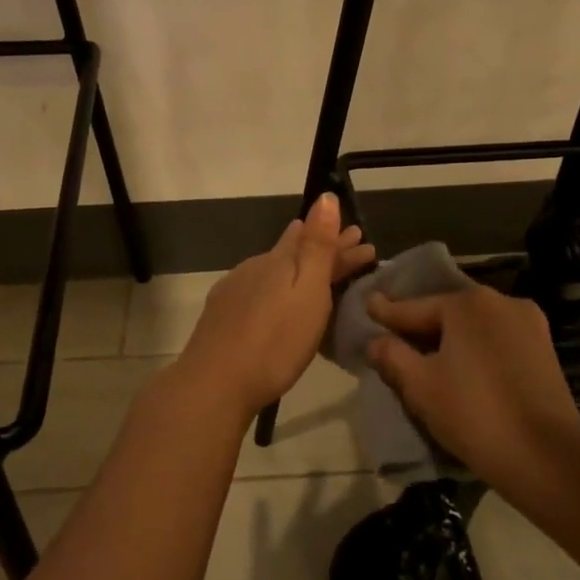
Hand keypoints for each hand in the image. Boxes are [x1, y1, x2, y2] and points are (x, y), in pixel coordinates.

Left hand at [176, 194, 375, 415]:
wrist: (214, 383)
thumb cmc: (274, 342)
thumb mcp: (306, 292)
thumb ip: (316, 246)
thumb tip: (325, 197)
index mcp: (278, 261)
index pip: (315, 240)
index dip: (341, 240)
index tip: (365, 240)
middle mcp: (255, 267)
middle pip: (295, 252)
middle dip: (325, 250)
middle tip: (353, 249)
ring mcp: (235, 290)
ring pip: (275, 269)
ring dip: (301, 268)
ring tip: (319, 271)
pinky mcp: (223, 314)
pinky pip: (259, 288)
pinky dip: (279, 286)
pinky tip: (277, 297)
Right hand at [364, 286, 579, 496]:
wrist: (546, 456)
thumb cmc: (473, 413)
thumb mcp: (419, 385)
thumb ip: (392, 356)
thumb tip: (376, 342)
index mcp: (468, 303)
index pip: (414, 307)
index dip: (387, 313)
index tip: (367, 305)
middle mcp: (501, 302)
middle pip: (447, 313)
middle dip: (420, 327)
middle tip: (393, 339)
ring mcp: (529, 324)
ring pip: (474, 328)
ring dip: (450, 340)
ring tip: (426, 357)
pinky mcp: (544, 350)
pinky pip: (496, 342)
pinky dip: (475, 351)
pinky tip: (462, 369)